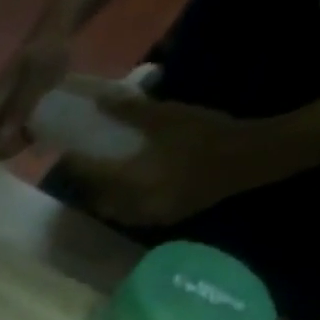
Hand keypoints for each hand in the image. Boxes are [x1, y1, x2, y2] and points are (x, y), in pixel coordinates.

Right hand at [0, 34, 70, 159]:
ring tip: (28, 139)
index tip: (12, 141)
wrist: (55, 35)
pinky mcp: (7, 109)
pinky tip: (29, 134)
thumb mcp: (37, 79)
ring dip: (5, 146)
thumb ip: (20, 107)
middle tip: (22, 144)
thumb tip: (2, 138)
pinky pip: (0, 133)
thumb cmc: (47, 53)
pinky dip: (12, 140)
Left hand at [62, 94, 290, 225]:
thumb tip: (99, 101)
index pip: (92, 176)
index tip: (67, 151)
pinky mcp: (164, 219)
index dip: (77, 164)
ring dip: (103, 196)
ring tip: (100, 177)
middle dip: (88, 184)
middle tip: (82, 165)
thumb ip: (131, 112)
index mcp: (132, 182)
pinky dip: (122, 203)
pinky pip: (131, 215)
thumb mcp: (168, 118)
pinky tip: (125, 189)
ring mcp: (149, 217)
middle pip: (98, 199)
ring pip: (113, 210)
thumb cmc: (207, 134)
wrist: (252, 157)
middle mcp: (134, 206)